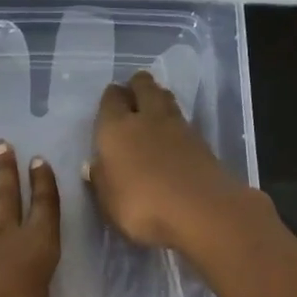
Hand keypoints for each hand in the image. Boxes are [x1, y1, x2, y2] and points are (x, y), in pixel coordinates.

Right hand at [89, 70, 249, 251]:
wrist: (200, 211)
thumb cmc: (141, 207)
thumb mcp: (108, 201)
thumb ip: (101, 179)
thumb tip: (94, 165)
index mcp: (115, 128)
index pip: (111, 99)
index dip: (111, 98)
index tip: (110, 104)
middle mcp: (146, 118)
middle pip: (143, 85)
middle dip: (136, 86)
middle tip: (132, 98)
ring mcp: (178, 126)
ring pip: (165, 97)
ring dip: (158, 98)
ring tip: (152, 111)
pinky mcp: (201, 140)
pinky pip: (183, 119)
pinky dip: (175, 121)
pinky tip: (172, 135)